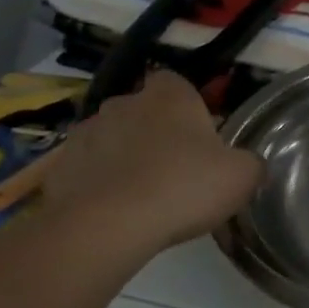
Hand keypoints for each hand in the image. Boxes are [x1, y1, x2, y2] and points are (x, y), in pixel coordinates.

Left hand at [42, 72, 262, 252]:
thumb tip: (248, 164)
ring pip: (109, 138)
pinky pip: (84, 170)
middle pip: (141, 110)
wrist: (108, 226)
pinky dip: (95, 184)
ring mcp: (84, 134)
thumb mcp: (242, 176)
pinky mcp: (57, 168)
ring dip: (121, 156)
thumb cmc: (184, 187)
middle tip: (173, 167)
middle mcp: (123, 103)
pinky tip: (111, 212)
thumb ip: (250, 163)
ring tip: (140, 194)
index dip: (186, 105)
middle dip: (152, 131)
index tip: (197, 133)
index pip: (175, 81)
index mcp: (169, 95)